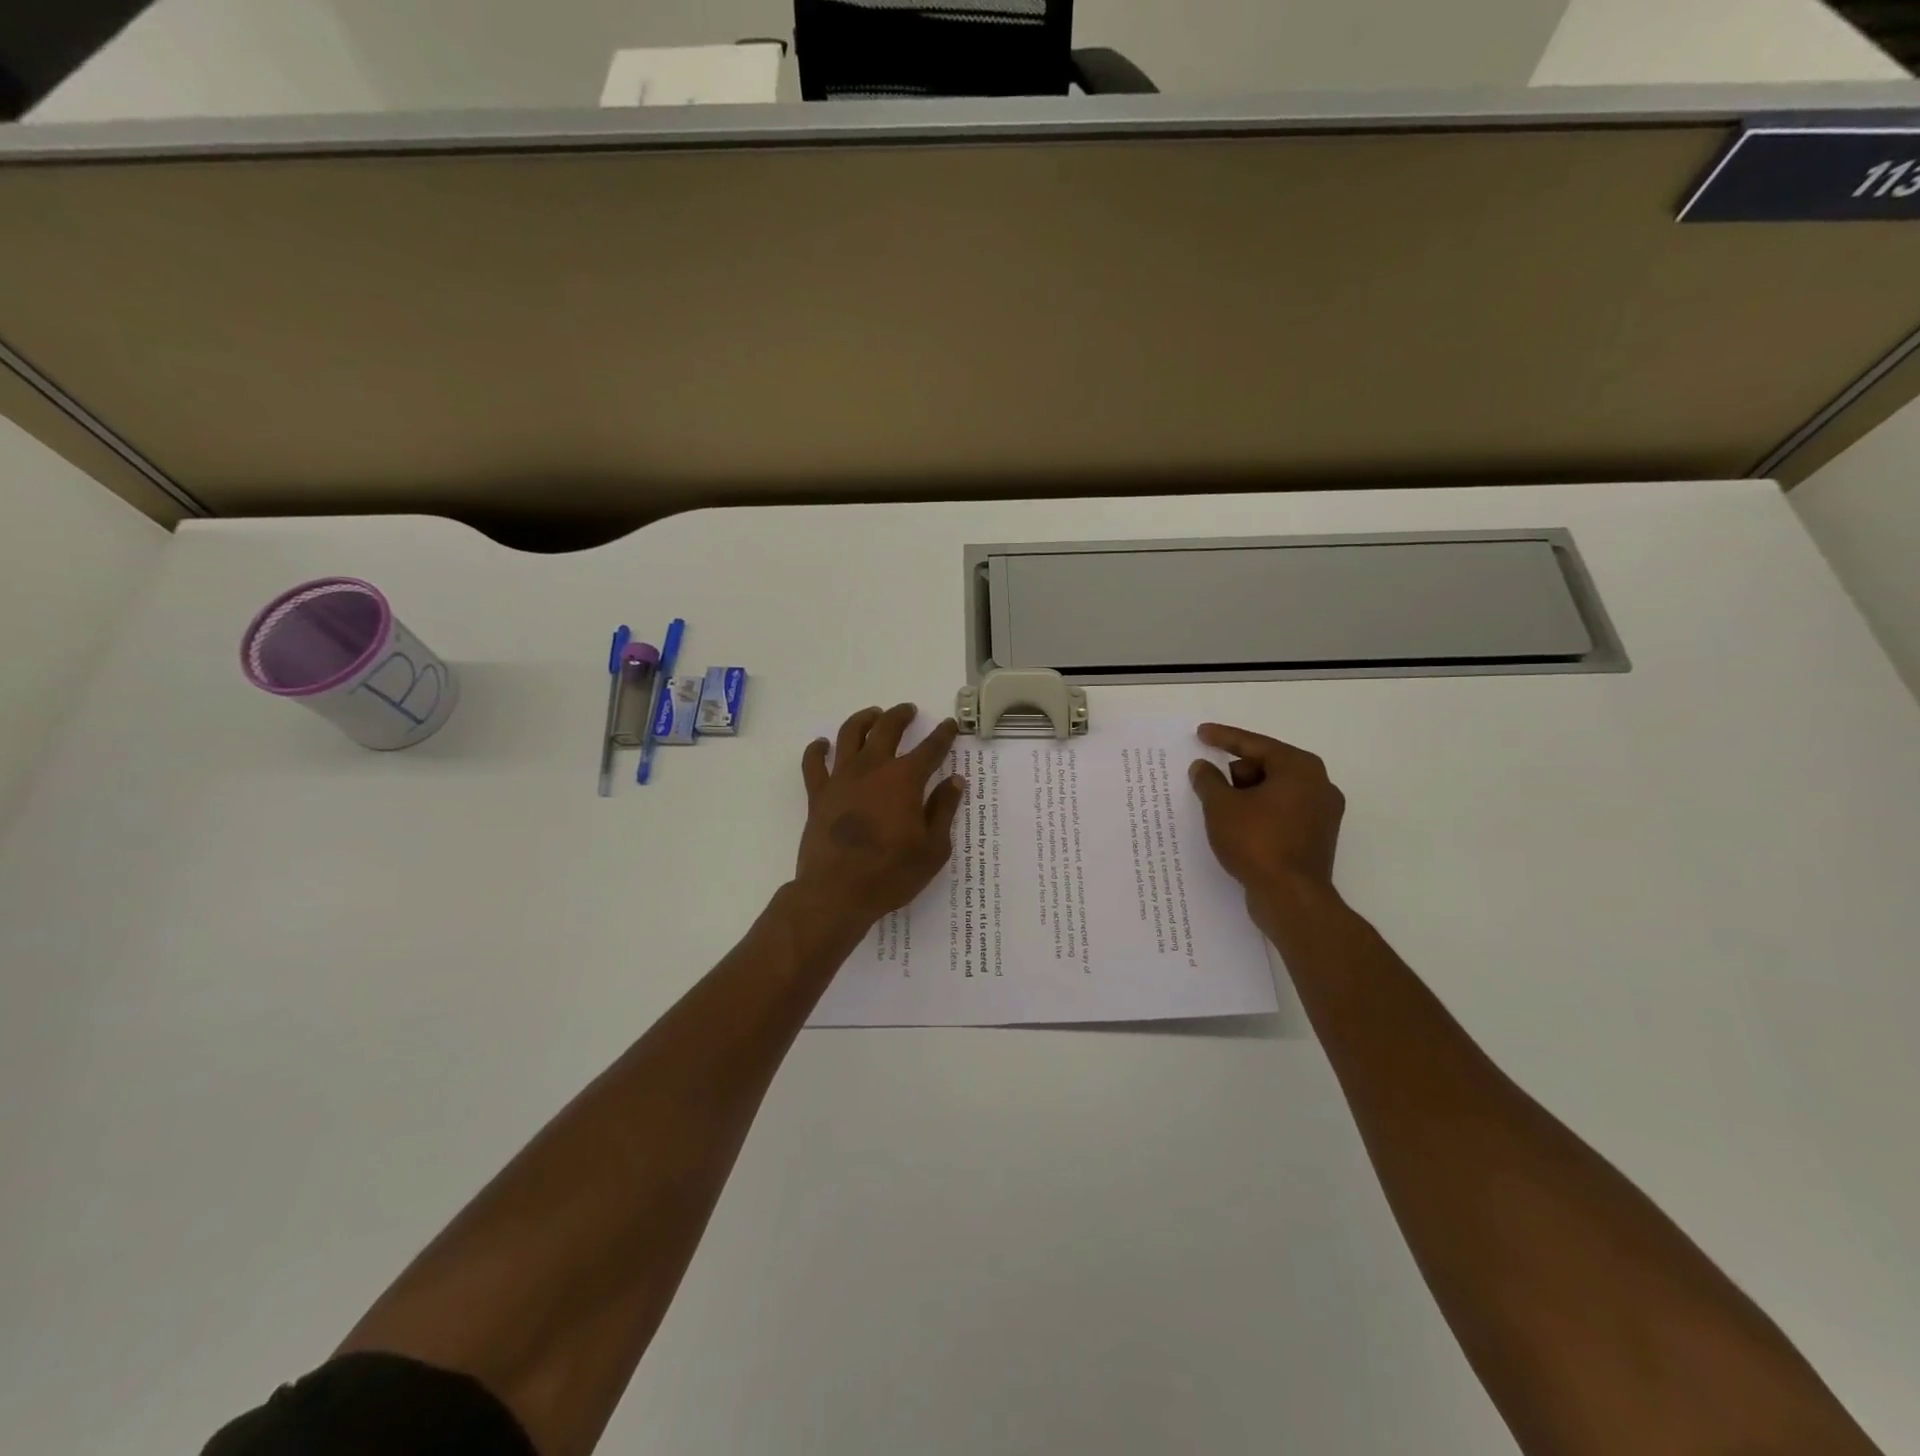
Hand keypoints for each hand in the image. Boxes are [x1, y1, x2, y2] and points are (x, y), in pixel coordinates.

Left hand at [794, 705, 965, 933]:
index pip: (930, 749)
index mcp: (905, 779)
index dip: (943, 735)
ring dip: (864, 719)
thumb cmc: (891, 873)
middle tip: (908, 711)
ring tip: (873, 715)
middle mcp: (873, 768)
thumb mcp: (933, 848)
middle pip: (887, 729)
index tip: (949, 725)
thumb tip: (954, 781)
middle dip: (900, 716)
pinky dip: (817, 749)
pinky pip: (814, 763)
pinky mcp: (818, 794)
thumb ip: (943, 809)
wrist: (837, 892)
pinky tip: (823, 744)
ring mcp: (841, 778)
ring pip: (850, 734)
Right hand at [1188, 722, 1344, 921]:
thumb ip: (1208, 781)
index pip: (1255, 744)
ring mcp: (1322, 814)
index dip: (1224, 737)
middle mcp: (1318, 785)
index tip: (1201, 733)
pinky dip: (1259, 816)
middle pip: (1266, 767)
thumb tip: (1202, 767)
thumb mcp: (1221, 806)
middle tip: (1213, 793)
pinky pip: (1281, 814)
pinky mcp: (1317, 838)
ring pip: (1274, 792)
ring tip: (1223, 817)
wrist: (1291, 898)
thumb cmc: (1256, 842)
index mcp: (1299, 768)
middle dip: (1236, 776)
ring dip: (1247, 797)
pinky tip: (1239, 831)